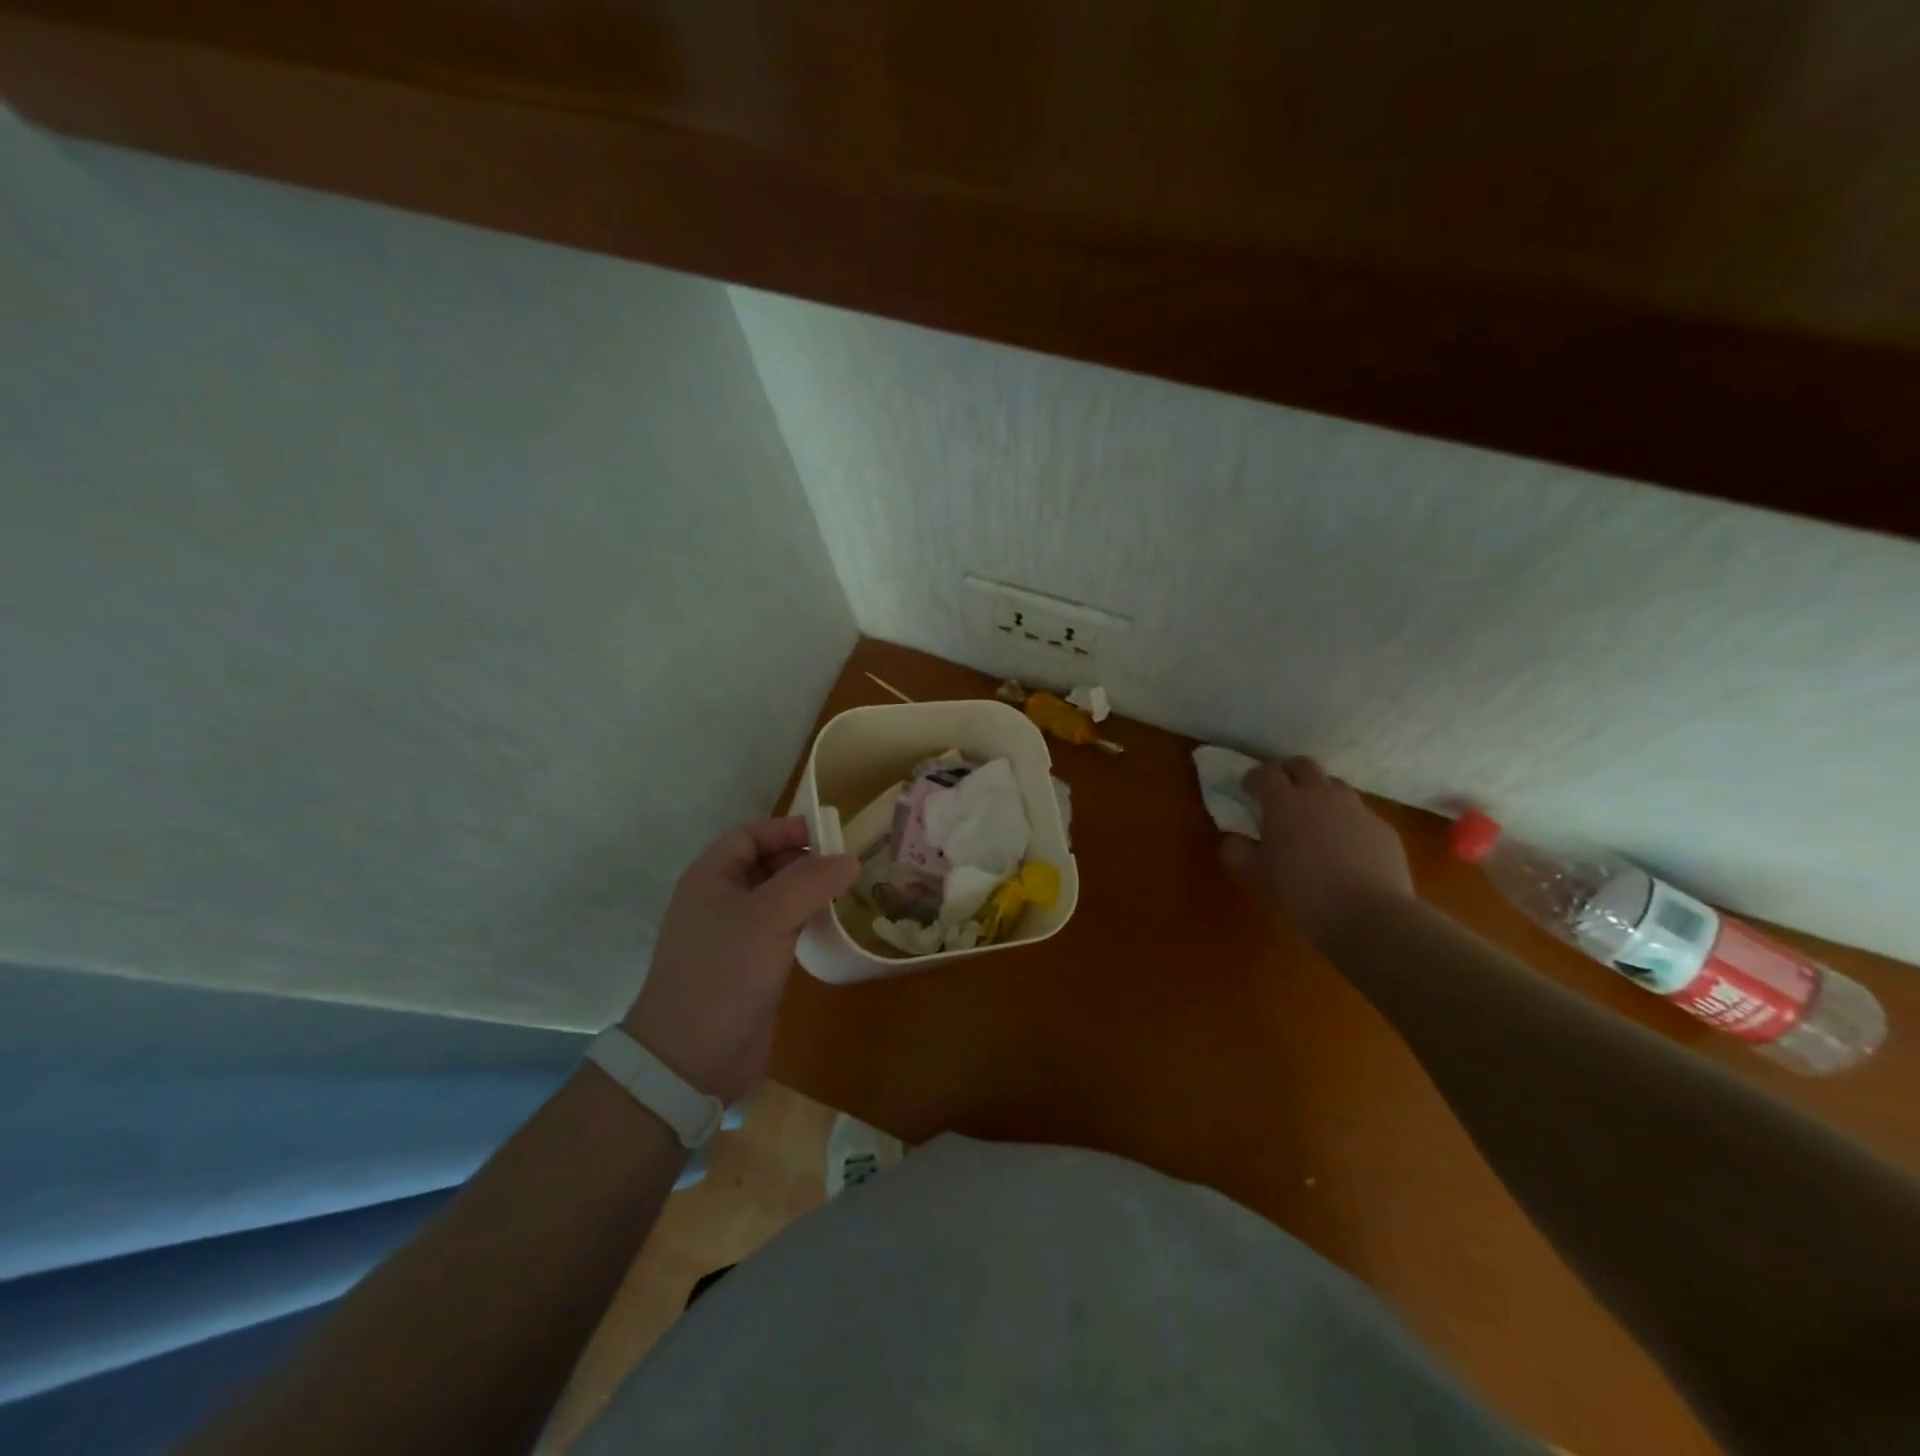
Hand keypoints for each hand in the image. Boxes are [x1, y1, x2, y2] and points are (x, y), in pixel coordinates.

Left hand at [624, 817, 858, 1103]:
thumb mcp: (768, 916)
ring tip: (848, 892)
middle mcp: (720, 900)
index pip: (751, 835)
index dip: (788, 829)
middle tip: (848, 866)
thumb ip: (811, 881)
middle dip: (804, 860)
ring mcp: (735, 935)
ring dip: (810, 892)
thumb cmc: (724, 972)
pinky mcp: (751, 966)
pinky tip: (832, 926)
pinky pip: (783, 929)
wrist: (691, 1058)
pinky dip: (807, 921)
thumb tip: (850, 859)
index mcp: (711, 877)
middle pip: (766, 863)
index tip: (831, 835)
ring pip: (777, 898)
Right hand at [1220, 756, 1414, 949]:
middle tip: (1280, 794)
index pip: (1264, 773)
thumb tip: (1234, 839)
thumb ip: (1237, 852)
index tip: (1248, 790)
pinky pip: (1359, 813)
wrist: (1370, 917)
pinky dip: (1346, 821)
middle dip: (1288, 773)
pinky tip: (1345, 848)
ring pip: (1334, 785)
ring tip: (1314, 819)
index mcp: (1284, 803)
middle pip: (1303, 765)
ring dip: (1319, 793)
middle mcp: (1321, 796)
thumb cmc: (1303, 894)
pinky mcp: (1382, 828)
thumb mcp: (1257, 878)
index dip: (1253, 778)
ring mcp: (1356, 809)